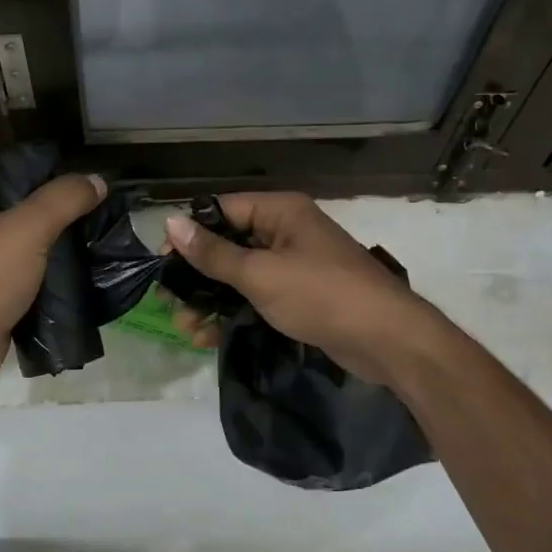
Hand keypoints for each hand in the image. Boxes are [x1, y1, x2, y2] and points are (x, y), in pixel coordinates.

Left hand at [0, 173, 106, 394]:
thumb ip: (64, 199)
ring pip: (16, 242)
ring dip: (46, 242)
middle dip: (46, 208)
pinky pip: (18, 274)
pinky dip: (41, 273)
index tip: (69, 174)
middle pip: (10, 207)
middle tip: (85, 204)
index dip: (33, 169)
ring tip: (87, 233)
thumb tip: (97, 180)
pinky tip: (73, 268)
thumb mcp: (29, 227)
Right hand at [164, 192, 432, 385]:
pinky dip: (234, 313)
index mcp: (280, 212)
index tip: (163, 263)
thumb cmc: (321, 295)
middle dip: (197, 276)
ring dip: (211, 301)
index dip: (190, 234)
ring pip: (240, 276)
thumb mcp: (260, 274)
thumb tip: (170, 221)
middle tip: (169, 303)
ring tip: (187, 330)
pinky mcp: (300, 296)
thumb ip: (213, 253)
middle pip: (228, 245)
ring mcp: (294, 266)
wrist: (387, 340)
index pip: (222, 210)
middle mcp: (286, 232)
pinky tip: (210, 337)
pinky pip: (257, 297)